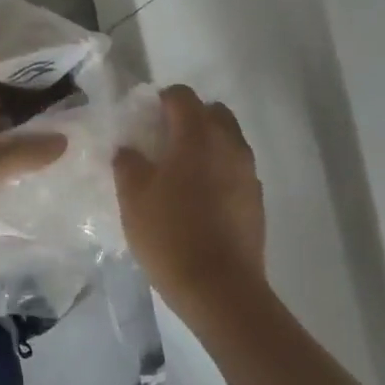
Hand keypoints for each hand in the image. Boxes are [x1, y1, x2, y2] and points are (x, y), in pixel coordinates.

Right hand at [114, 85, 267, 320]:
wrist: (219, 288)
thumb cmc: (169, 234)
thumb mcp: (133, 197)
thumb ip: (128, 163)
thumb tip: (130, 150)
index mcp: (196, 136)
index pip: (182, 96)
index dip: (162, 99)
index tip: (146, 117)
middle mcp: (228, 145)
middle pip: (213, 112)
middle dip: (190, 117)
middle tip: (165, 140)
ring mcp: (247, 172)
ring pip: (229, 140)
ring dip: (207, 143)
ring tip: (182, 170)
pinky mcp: (256, 199)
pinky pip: (236, 168)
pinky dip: (219, 169)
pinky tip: (200, 197)